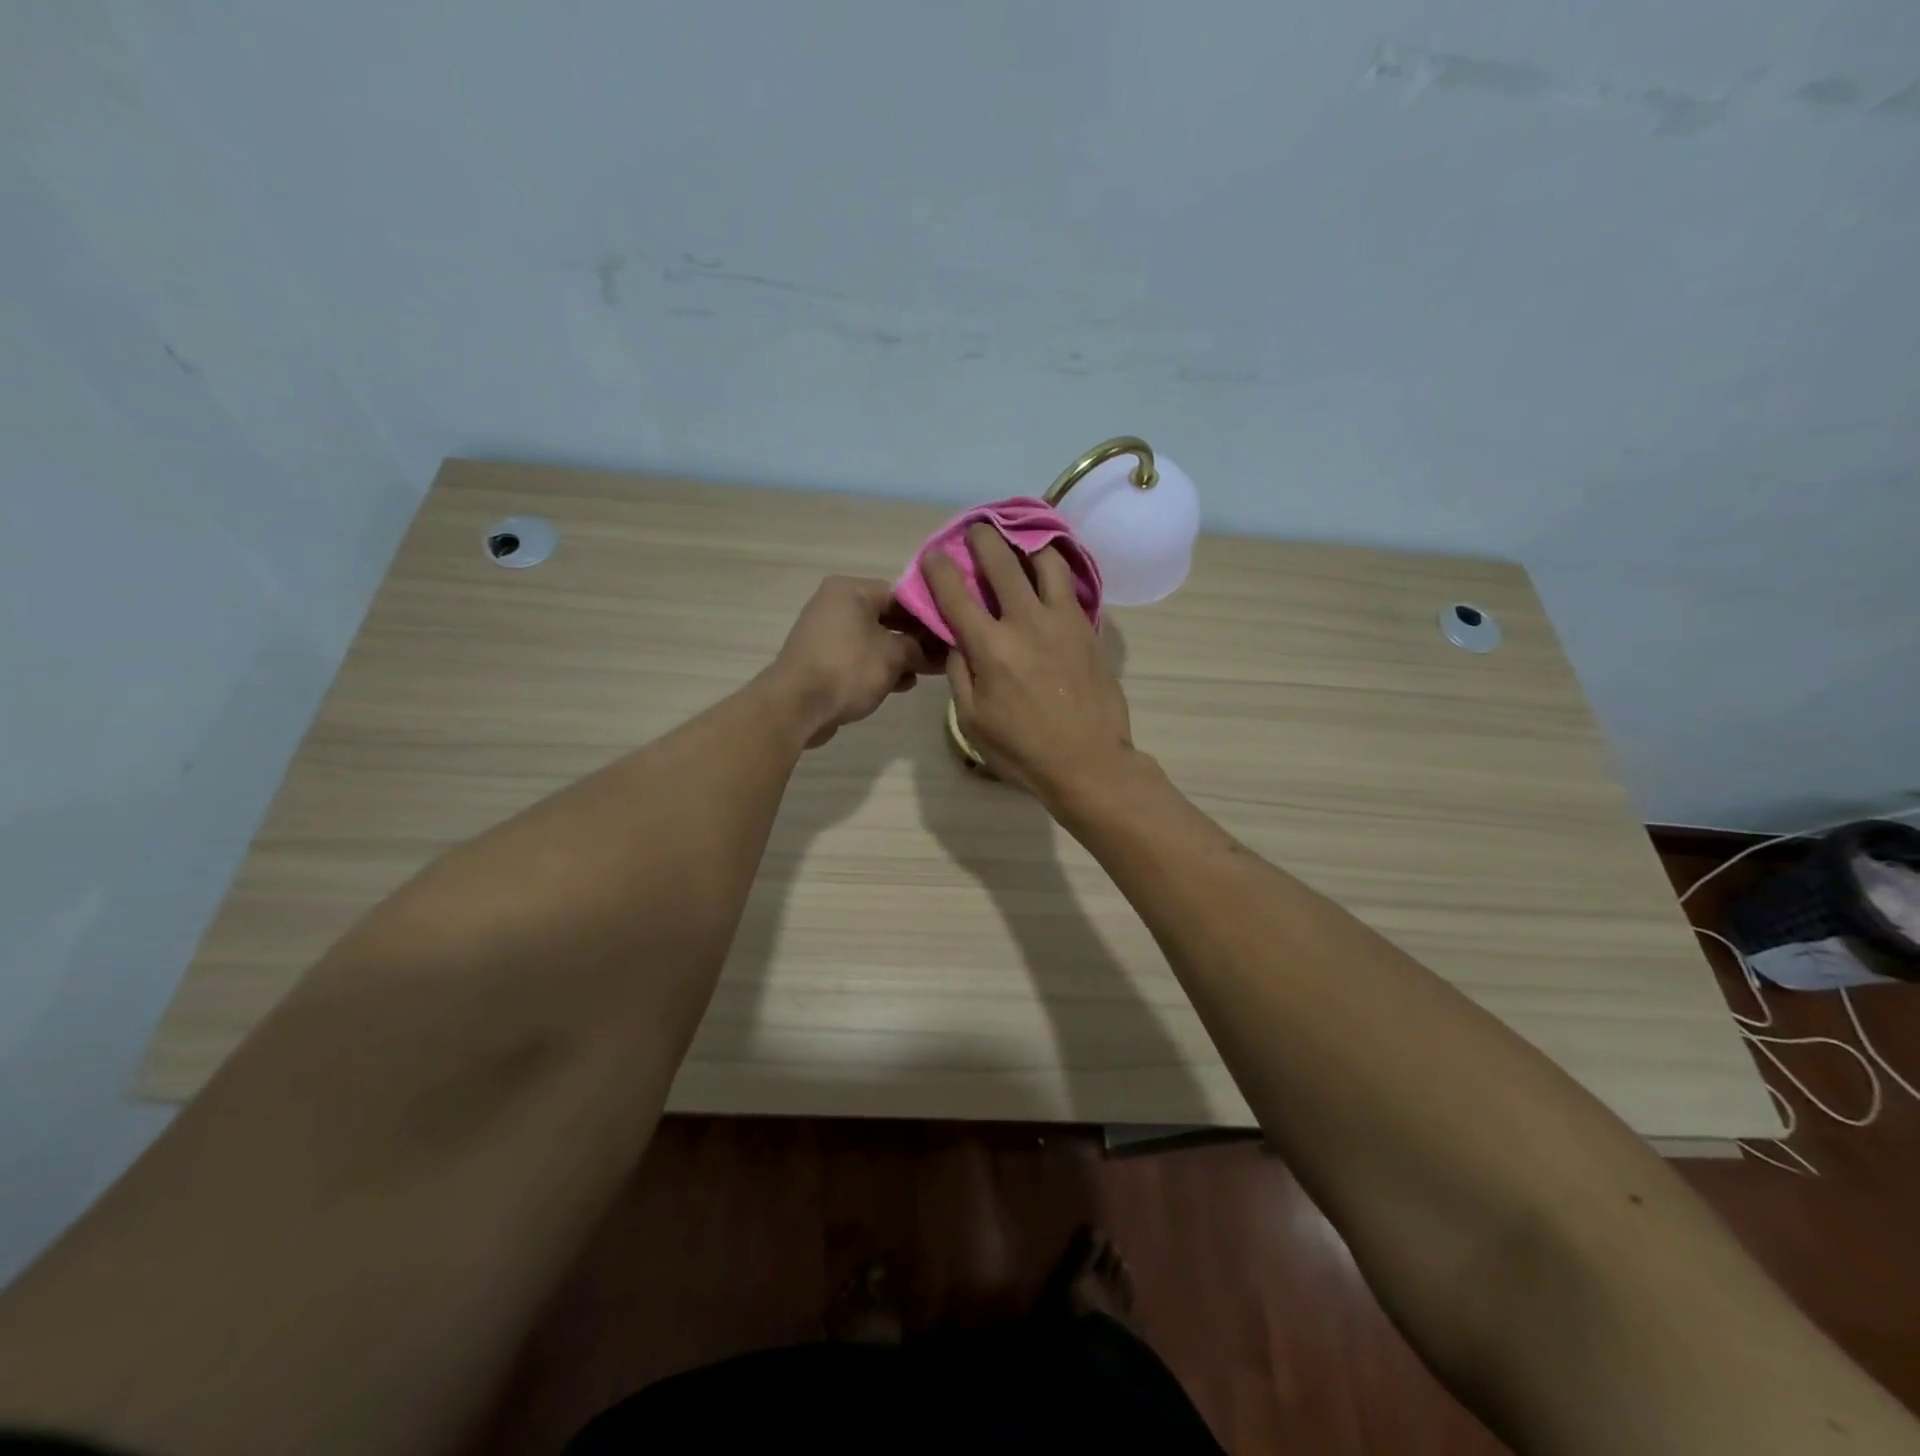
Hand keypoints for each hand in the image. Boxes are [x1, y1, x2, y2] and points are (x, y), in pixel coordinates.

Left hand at [767, 576, 936, 747]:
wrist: (797, 706)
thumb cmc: (848, 669)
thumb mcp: (894, 655)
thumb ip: (919, 648)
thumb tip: (936, 652)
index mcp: (850, 590)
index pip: (901, 595)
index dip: (928, 615)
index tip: (950, 634)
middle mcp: (836, 605)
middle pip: (887, 618)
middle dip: (916, 639)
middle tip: (944, 655)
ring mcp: (827, 634)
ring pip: (875, 641)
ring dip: (901, 657)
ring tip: (927, 673)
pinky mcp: (823, 661)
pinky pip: (859, 659)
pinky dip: (880, 668)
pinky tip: (902, 684)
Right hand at [923, 524, 1133, 799]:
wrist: (1088, 761)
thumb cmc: (1022, 749)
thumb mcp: (972, 720)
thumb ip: (960, 673)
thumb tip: (958, 639)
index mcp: (990, 647)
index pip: (955, 593)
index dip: (938, 568)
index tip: (933, 555)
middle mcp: (1025, 622)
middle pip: (1001, 562)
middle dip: (982, 538)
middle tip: (976, 530)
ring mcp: (1062, 620)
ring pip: (1045, 561)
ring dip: (1026, 545)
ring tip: (1020, 543)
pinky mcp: (1087, 627)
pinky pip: (1070, 584)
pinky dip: (1054, 568)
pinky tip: (1048, 570)